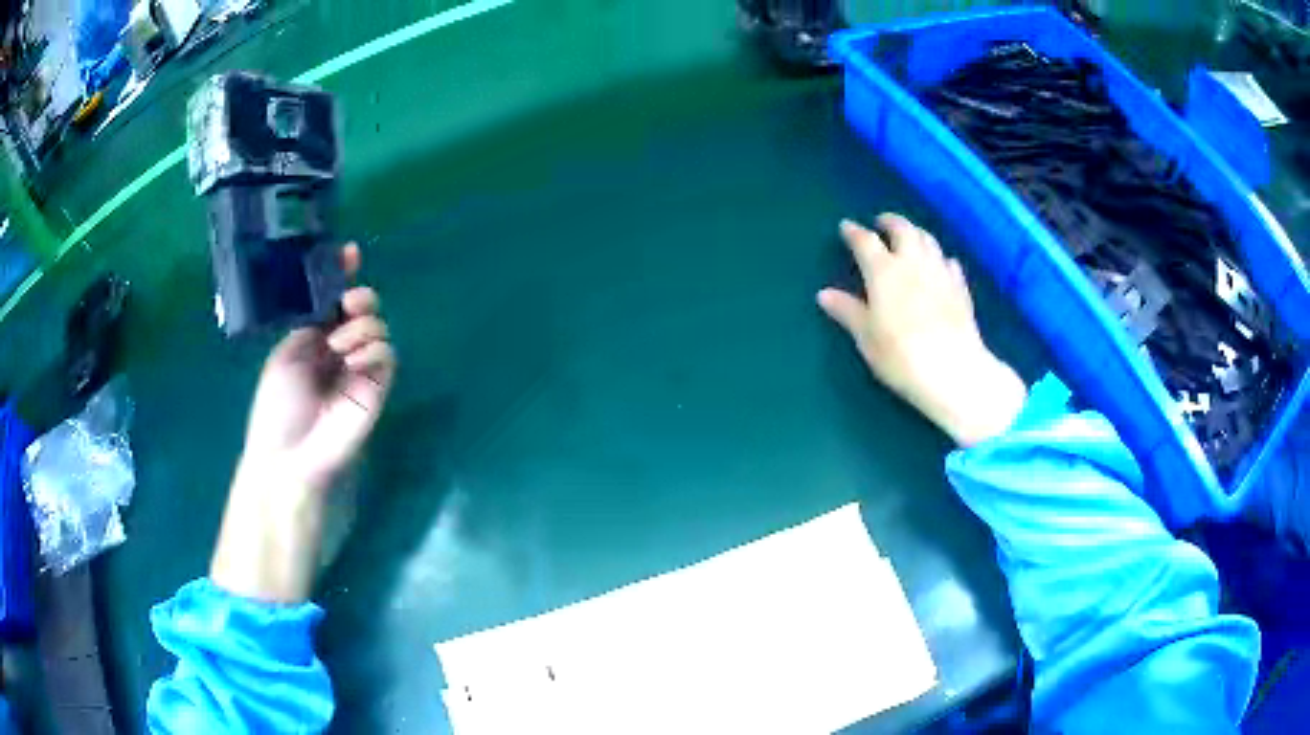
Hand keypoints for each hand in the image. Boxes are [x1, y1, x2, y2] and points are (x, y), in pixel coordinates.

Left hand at [241, 243, 395, 493]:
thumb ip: (311, 322)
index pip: (334, 301)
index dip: (343, 275)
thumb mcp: (286, 354)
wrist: (290, 454)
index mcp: (313, 338)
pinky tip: (351, 360)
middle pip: (362, 308)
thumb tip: (332, 301)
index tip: (350, 253)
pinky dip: (372, 348)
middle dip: (360, 296)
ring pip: (377, 326)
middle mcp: (338, 349)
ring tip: (338, 346)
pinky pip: (386, 354)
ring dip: (361, 325)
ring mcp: (359, 368)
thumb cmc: (278, 407)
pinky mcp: (377, 387)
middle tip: (349, 303)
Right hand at [818, 214, 1025, 446]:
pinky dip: (940, 257)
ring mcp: (940, 272)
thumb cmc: (901, 355)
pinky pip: (949, 262)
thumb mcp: (866, 337)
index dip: (854, 232)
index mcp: (884, 271)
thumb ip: (847, 311)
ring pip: (928, 239)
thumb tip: (824, 294)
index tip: (846, 227)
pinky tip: (939, 264)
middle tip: (882, 223)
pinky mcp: (961, 288)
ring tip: (909, 237)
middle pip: (903, 229)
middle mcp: (913, 262)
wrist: (953, 370)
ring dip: (916, 233)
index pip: (865, 241)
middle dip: (890, 222)